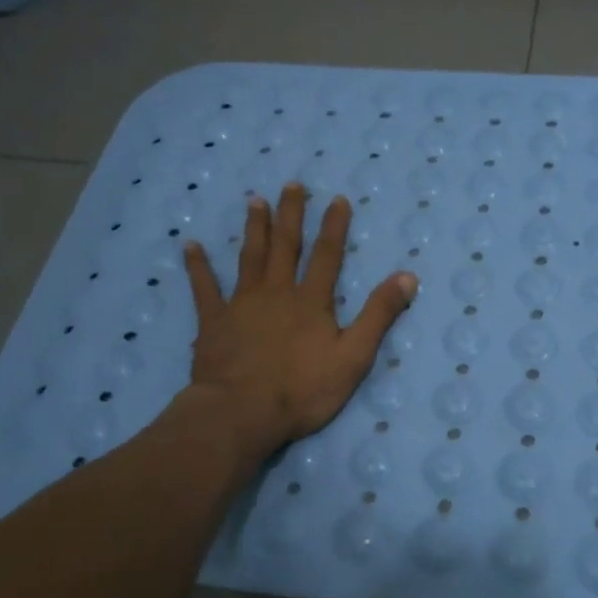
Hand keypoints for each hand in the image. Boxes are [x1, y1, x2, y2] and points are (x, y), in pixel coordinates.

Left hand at [183, 184, 416, 458]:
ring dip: (254, 228)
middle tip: (292, 184)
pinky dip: (198, 266)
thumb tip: (407, 276)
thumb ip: (379, 315)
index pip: (327, 256)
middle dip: (291, 214)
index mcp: (311, 301)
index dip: (334, 227)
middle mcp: (277, 292)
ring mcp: (242, 304)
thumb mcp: (354, 357)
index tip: (337, 199)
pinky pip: (204, 288)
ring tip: (255, 201)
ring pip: (250, 258)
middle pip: (286, 246)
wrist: (241, 413)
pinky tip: (190, 245)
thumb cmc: (302, 390)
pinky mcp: (214, 322)